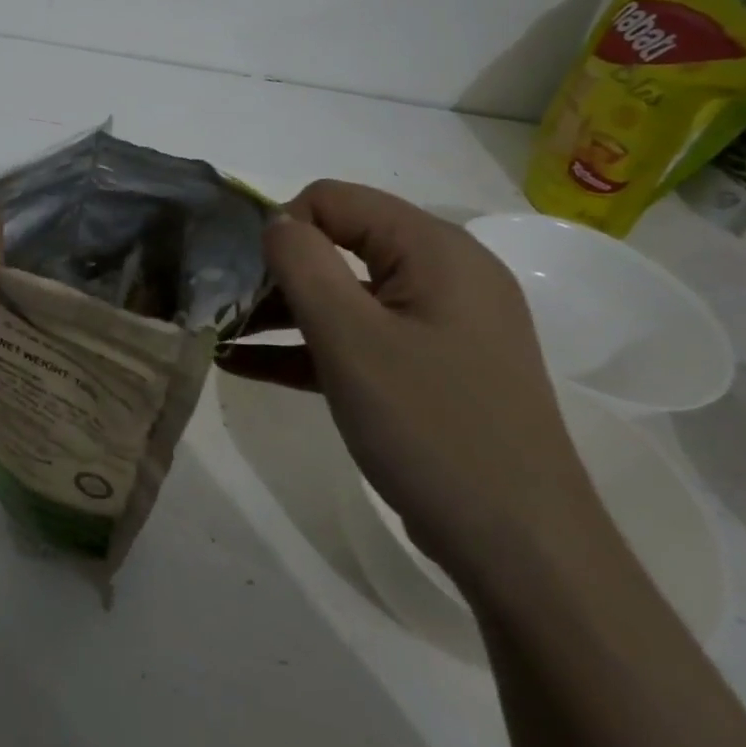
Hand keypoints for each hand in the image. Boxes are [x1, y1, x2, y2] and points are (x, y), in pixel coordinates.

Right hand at [218, 181, 603, 585]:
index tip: (244, 274)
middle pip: (341, 243)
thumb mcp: (350, 338)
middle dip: (278, 271)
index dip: (283, 226)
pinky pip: (362, 339)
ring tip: (225, 335)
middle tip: (225, 306)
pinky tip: (249, 366)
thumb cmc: (429, 426)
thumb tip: (276, 221)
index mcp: (433, 248)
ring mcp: (441, 324)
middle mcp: (444, 273)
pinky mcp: (433, 367)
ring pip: (347, 295)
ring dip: (286, 312)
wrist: (520, 547)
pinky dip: (311, 347)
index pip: (336, 199)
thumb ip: (303, 264)